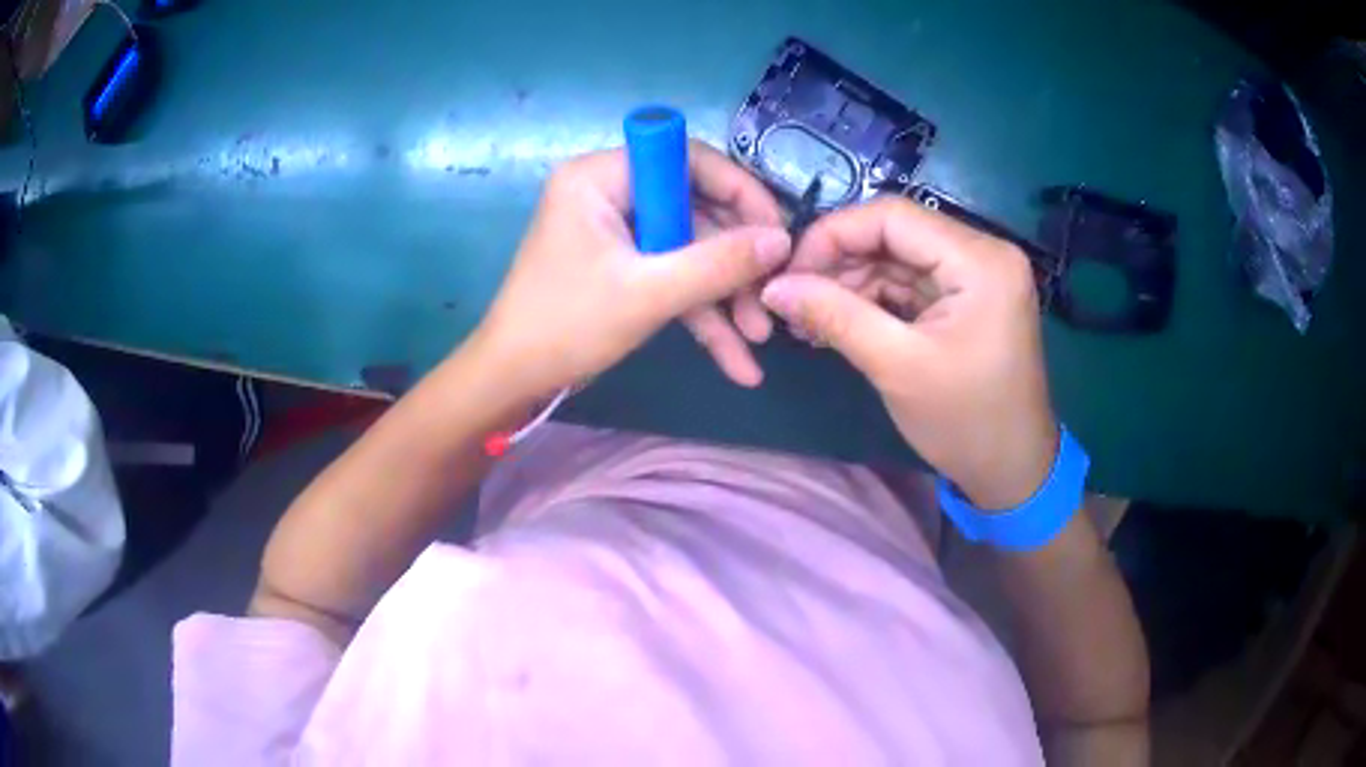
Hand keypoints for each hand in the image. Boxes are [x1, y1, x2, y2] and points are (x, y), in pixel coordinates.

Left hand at [470, 144, 791, 403]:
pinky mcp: (622, 267)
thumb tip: (783, 241)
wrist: (514, 381)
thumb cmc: (566, 325)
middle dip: (735, 262)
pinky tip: (736, 359)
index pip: (688, 159)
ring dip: (724, 295)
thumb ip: (719, 263)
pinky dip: (700, 313)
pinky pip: (671, 277)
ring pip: (689, 250)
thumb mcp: (648, 293)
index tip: (777, 232)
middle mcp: (611, 194)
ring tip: (760, 338)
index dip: (739, 191)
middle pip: (696, 210)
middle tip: (772, 297)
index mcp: (602, 177)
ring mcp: (618, 232)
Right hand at [759, 198, 1057, 509]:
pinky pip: (911, 283)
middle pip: (895, 234)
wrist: (1012, 471)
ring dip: (851, 284)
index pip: (893, 216)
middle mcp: (983, 253)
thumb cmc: (965, 422)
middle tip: (794, 302)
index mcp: (980, 260)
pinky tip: (838, 322)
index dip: (833, 235)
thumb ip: (834, 316)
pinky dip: (873, 300)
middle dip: (840, 264)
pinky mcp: (967, 298)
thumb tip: (773, 287)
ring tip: (809, 320)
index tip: (788, 273)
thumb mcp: (896, 367)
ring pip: (897, 258)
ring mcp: (976, 275)